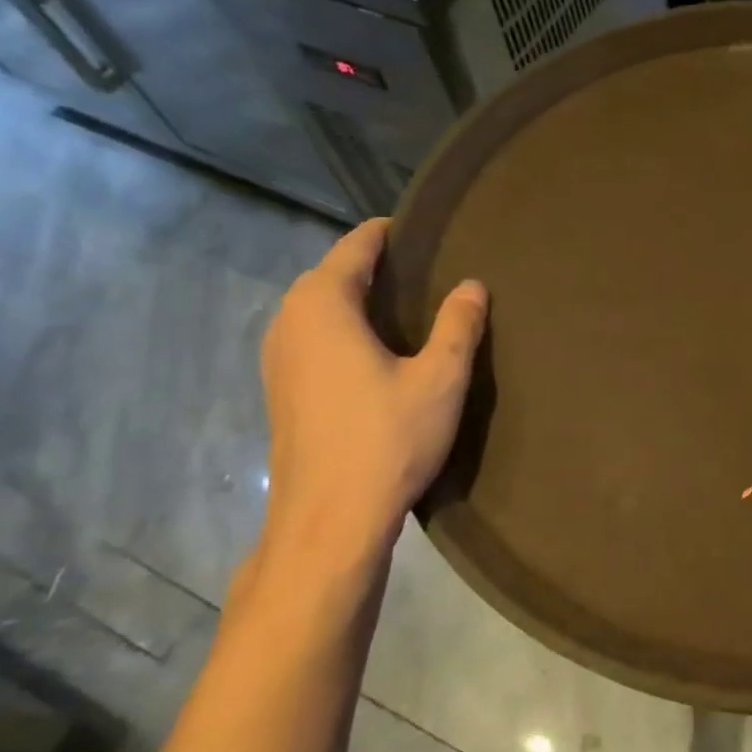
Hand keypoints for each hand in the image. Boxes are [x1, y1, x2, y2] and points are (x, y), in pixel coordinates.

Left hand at [247, 219, 486, 603]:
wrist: (330, 520)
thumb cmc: (388, 438)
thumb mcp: (440, 377)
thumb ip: (458, 325)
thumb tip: (472, 285)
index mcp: (323, 306)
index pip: (356, 247)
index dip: (391, 234)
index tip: (428, 230)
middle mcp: (290, 322)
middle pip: (333, 274)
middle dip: (376, 266)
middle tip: (431, 270)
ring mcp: (278, 359)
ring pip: (319, 308)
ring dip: (358, 299)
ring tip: (410, 307)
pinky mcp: (281, 390)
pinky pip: (313, 337)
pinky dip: (344, 328)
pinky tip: (379, 351)